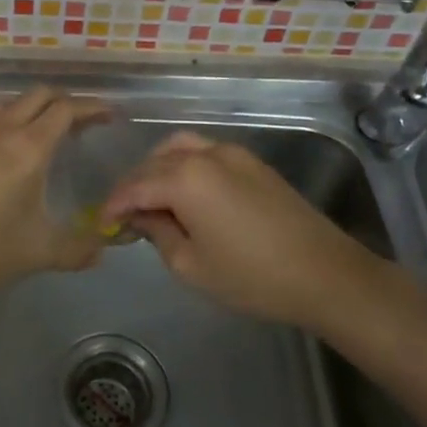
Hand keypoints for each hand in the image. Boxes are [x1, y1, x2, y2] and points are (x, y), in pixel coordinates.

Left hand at [0, 87, 107, 300]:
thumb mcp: (41, 252)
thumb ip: (78, 249)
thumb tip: (104, 249)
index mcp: (28, 148)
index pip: (65, 109)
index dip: (92, 107)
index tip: (110, 115)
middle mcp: (3, 132)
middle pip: (39, 95)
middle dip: (66, 101)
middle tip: (87, 122)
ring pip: (13, 103)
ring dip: (38, 107)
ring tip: (55, 129)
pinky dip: (17, 119)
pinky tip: (21, 148)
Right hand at [102, 132, 392, 329]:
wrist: (324, 273)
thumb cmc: (251, 276)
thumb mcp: (191, 265)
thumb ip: (157, 233)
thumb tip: (140, 216)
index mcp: (185, 178)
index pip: (134, 186)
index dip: (114, 206)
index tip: (101, 225)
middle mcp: (205, 154)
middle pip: (154, 163)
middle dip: (134, 187)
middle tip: (124, 216)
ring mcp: (233, 153)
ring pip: (180, 149)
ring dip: (158, 170)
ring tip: (152, 200)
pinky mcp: (253, 162)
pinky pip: (205, 152)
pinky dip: (184, 165)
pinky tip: (185, 194)